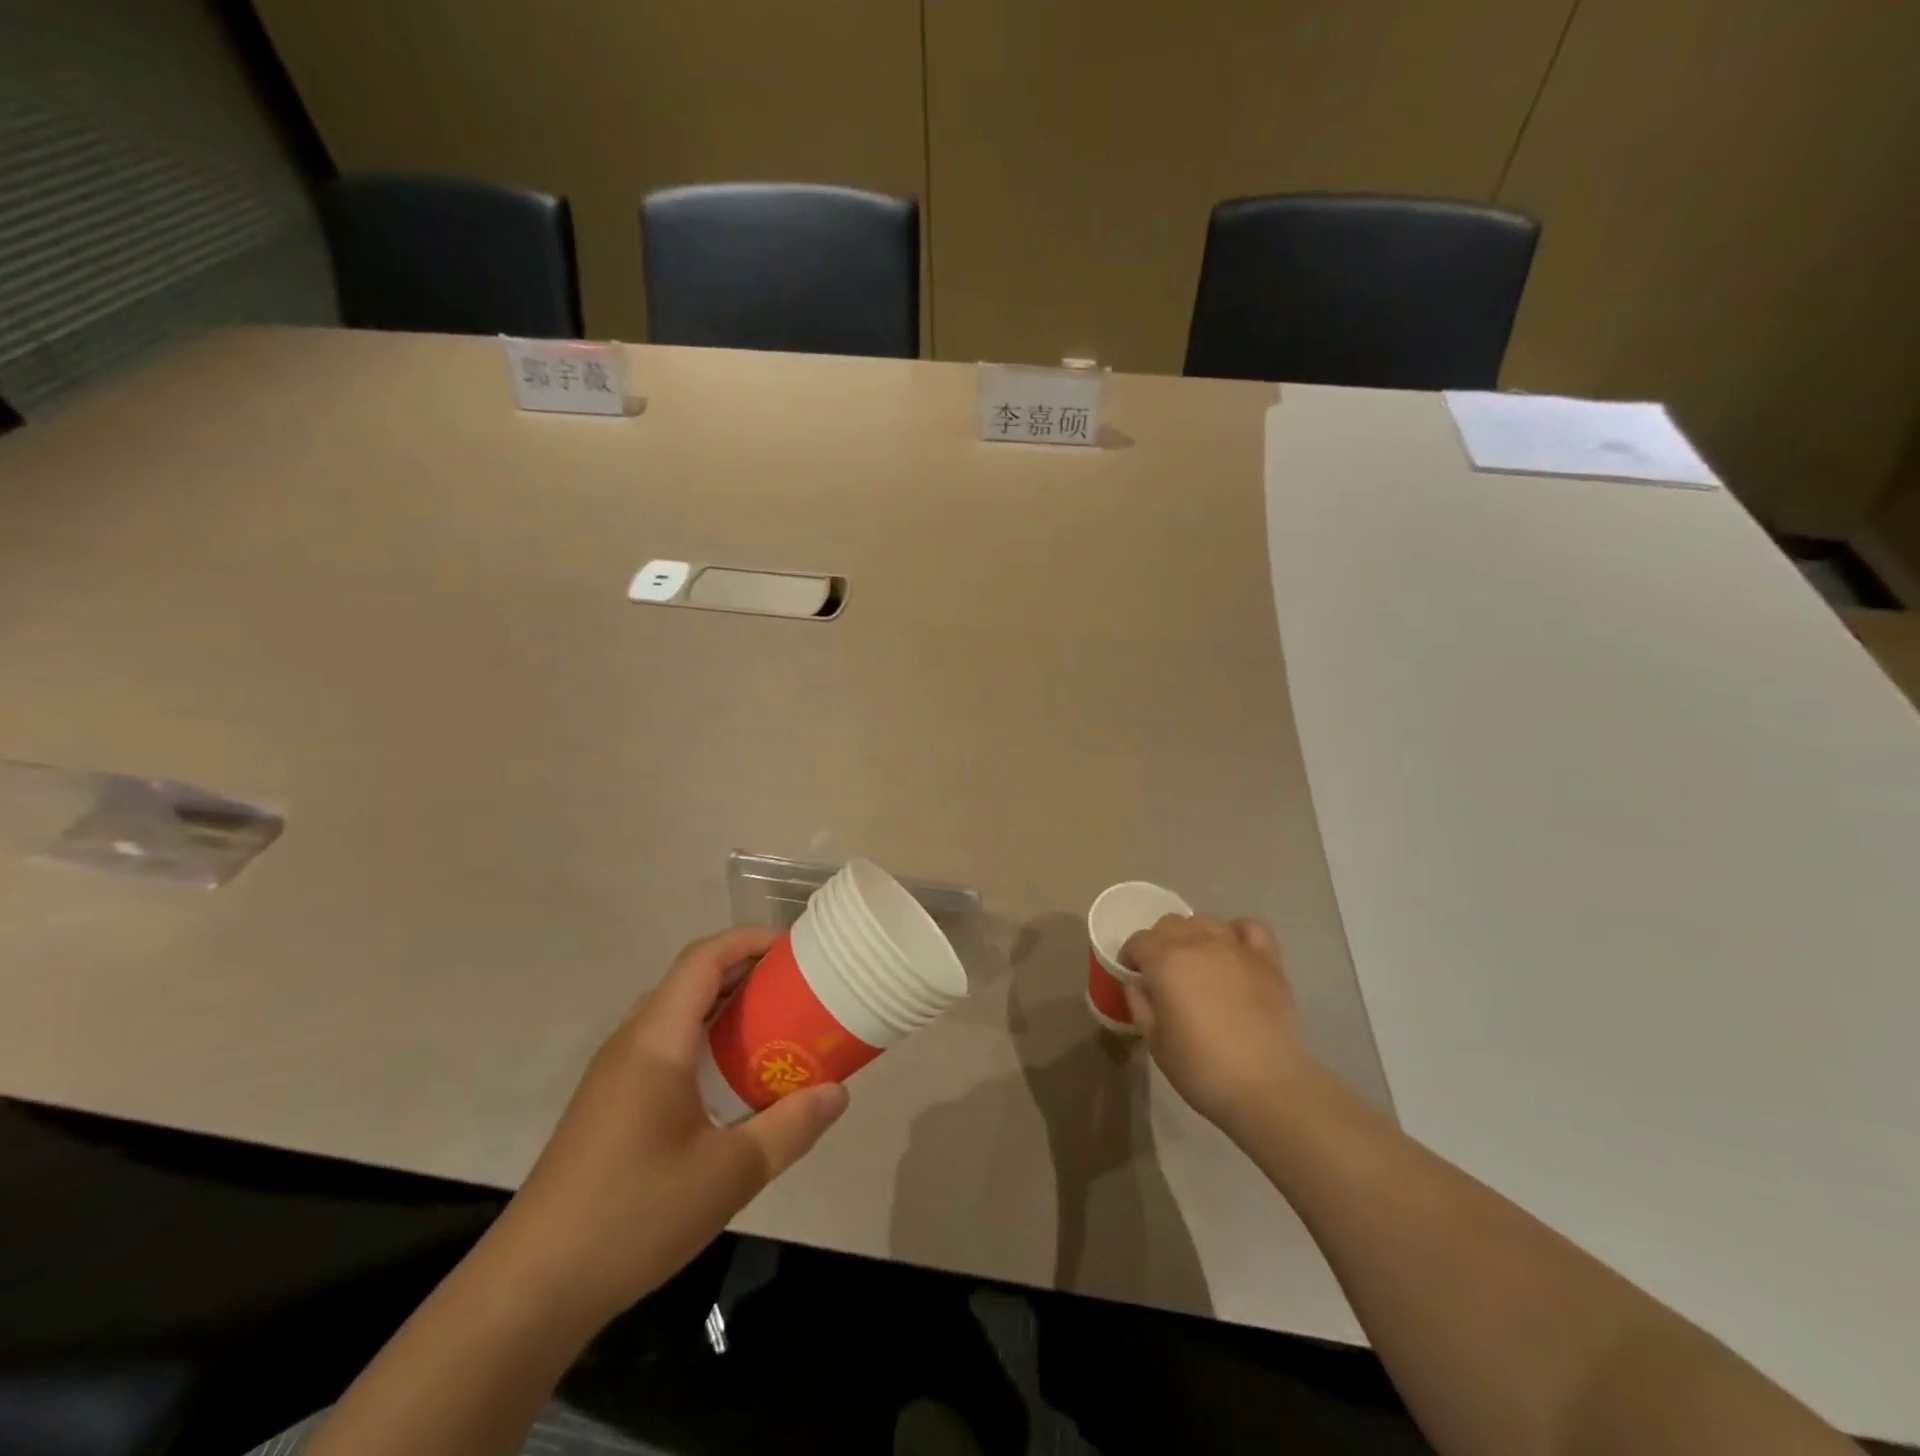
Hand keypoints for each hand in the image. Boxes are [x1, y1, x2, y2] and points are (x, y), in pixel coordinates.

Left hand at [488, 927, 847, 1331]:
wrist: (529, 1290)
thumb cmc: (633, 1217)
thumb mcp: (729, 1174)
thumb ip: (790, 1127)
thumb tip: (838, 1092)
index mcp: (657, 1040)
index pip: (705, 959)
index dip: (750, 940)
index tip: (797, 949)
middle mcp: (632, 1042)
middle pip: (692, 980)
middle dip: (747, 972)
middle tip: (799, 989)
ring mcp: (614, 1074)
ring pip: (677, 1014)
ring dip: (726, 1008)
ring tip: (775, 1027)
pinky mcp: (609, 1103)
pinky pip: (665, 1046)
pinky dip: (706, 1041)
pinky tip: (731, 1082)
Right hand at [1119, 914, 1314, 1138]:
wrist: (1267, 1086)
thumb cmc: (1202, 1067)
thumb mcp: (1154, 1041)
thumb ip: (1140, 1004)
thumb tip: (1138, 984)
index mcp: (1166, 961)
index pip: (1138, 941)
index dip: (1131, 956)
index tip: (1133, 976)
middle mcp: (1199, 943)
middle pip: (1170, 924)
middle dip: (1159, 942)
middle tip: (1163, 972)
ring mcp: (1236, 947)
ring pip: (1206, 921)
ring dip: (1194, 935)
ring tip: (1197, 961)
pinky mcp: (1267, 959)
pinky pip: (1249, 927)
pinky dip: (1236, 932)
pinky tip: (1233, 951)